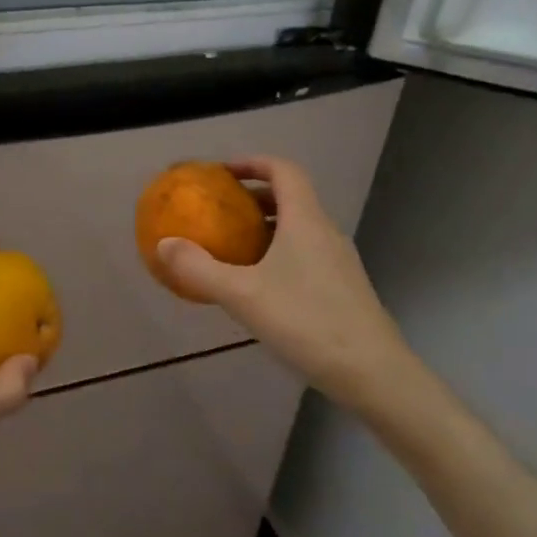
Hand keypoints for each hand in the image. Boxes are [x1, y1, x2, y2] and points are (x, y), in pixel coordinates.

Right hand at [155, 156, 415, 414]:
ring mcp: (339, 261)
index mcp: (305, 220)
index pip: (283, 170)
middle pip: (291, 198)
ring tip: (234, 246)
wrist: (373, 373)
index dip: (252, 163)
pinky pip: (306, 253)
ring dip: (266, 227)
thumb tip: (163, 244)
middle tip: (221, 210)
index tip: (222, 172)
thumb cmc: (307, 322)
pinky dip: (279, 253)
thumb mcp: (243, 295)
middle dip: (254, 196)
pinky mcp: (344, 288)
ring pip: (299, 228)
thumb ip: (200, 268)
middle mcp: (325, 232)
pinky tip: (260, 286)